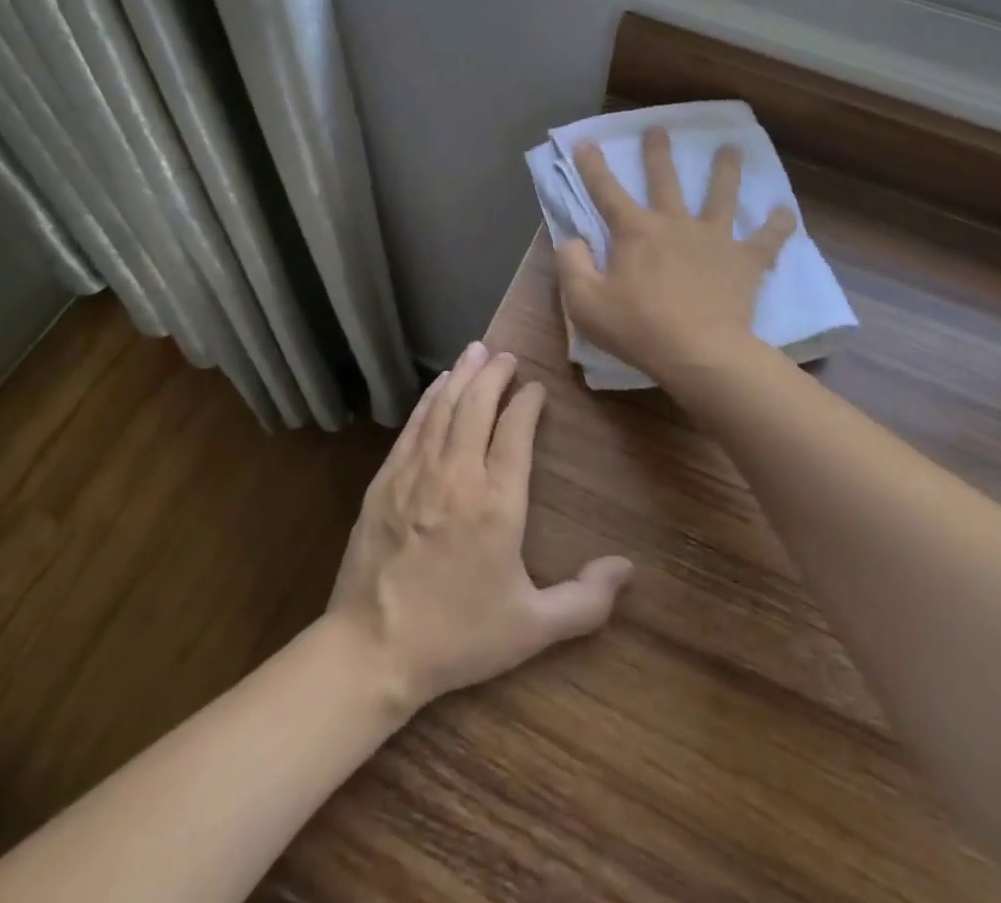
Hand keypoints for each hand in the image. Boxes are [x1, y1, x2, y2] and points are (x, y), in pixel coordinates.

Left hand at [327, 342, 632, 715]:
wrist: (371, 649)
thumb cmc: (458, 637)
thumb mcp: (531, 628)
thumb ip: (585, 601)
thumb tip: (628, 568)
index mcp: (497, 502)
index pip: (515, 431)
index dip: (527, 403)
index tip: (537, 388)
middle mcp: (457, 474)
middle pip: (477, 405)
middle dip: (494, 373)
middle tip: (506, 355)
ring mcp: (416, 473)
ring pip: (443, 408)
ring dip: (462, 376)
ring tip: (475, 351)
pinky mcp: (385, 480)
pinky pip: (413, 426)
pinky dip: (429, 400)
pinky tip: (437, 387)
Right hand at [557, 126, 794, 381]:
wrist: (699, 353)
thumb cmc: (637, 328)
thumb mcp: (584, 302)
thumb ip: (571, 265)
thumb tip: (572, 239)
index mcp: (634, 231)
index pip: (606, 191)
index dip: (593, 166)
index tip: (585, 142)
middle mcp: (674, 223)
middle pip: (665, 180)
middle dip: (658, 153)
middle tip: (659, 129)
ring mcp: (713, 238)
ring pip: (721, 195)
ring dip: (725, 170)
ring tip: (731, 149)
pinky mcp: (745, 260)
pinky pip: (767, 239)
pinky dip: (778, 225)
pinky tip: (786, 212)